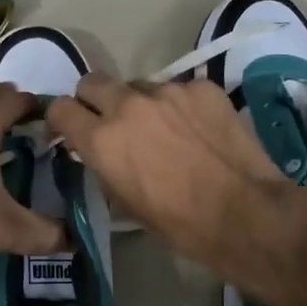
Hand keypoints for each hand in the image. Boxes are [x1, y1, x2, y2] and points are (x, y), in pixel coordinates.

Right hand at [48, 74, 295, 282]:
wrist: (245, 213)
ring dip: (140, 104)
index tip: (71, 129)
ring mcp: (167, 91)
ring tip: (164, 129)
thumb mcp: (125, 203)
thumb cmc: (180, 223)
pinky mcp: (201, 87)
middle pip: (92, 82)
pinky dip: (179, 106)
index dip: (62, 119)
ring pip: (138, 85)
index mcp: (102, 139)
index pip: (60, 108)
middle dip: (95, 100)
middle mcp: (127, 106)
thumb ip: (104, 166)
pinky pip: (178, 89)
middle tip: (112, 122)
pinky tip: (197, 130)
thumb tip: (100, 152)